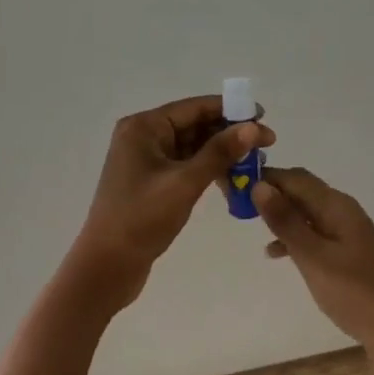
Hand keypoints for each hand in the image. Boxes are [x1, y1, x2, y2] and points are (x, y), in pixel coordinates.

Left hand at [65, 95, 275, 313]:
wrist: (106, 267)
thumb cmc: (142, 219)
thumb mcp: (185, 183)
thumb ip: (220, 152)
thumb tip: (253, 126)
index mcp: (144, 127)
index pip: (194, 108)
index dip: (231, 110)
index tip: (263, 116)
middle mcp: (143, 136)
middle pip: (194, 125)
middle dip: (230, 133)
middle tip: (267, 144)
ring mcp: (145, 160)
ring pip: (192, 146)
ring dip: (221, 153)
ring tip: (255, 163)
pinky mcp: (151, 182)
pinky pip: (185, 165)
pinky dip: (208, 169)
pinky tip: (232, 179)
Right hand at [252, 168, 373, 374]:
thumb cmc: (356, 294)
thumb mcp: (314, 257)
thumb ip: (286, 222)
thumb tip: (259, 185)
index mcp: (338, 206)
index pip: (296, 178)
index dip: (267, 176)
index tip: (235, 184)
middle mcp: (344, 213)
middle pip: (303, 192)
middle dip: (272, 194)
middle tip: (237, 205)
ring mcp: (348, 236)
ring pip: (307, 215)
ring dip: (281, 217)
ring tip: (251, 228)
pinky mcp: (349, 259)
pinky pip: (315, 237)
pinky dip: (295, 240)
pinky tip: (277, 255)